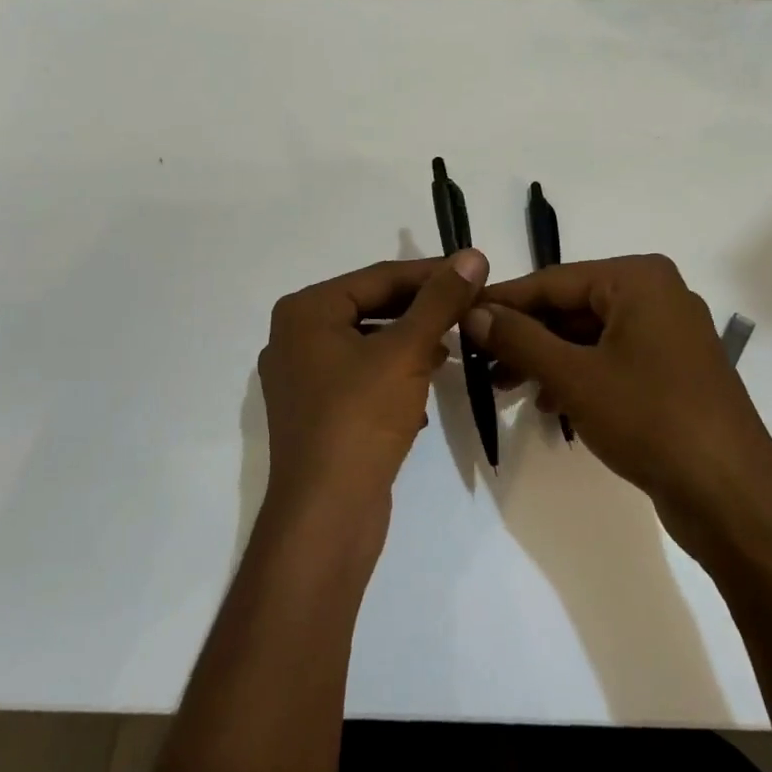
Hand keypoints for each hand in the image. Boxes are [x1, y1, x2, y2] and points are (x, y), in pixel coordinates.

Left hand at [258, 250, 487, 518]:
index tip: (476, 272)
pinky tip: (425, 389)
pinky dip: (394, 375)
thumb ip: (440, 301)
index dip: (432, 273)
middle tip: (471, 307)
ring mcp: (302, 377)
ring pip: (370, 343)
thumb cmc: (360, 419)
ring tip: (454, 346)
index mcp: (306, 311)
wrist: (326, 517)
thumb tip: (473, 255)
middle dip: (423, 310)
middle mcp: (295, 336)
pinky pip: (362, 376)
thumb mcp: (407, 352)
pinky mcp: (316, 411)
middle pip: (372, 307)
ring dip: (412, 343)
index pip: (380, 277)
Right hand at [465, 255, 771, 553]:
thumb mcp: (574, 376)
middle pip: (572, 306)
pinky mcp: (673, 371)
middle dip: (525, 336)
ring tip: (505, 388)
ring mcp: (669, 334)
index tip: (460, 315)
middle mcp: (657, 295)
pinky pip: (611, 359)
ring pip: (589, 336)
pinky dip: (577, 376)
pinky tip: (547, 404)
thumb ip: (519, 339)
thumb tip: (473, 311)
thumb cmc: (651, 420)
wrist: (733, 498)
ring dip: (546, 359)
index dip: (504, 301)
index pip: (554, 281)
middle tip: (479, 361)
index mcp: (639, 279)